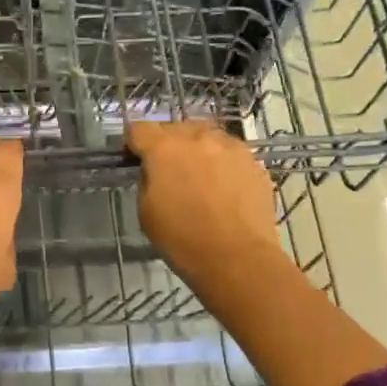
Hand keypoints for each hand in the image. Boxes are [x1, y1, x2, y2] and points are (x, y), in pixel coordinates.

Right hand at [125, 120, 280, 290]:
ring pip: (206, 136)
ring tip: (200, 177)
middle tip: (168, 171)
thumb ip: (147, 180)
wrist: (237, 258)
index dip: (133, 143)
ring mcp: (230, 146)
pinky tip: (224, 188)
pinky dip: (221, 163)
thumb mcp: (146, 211)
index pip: (139, 128)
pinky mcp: (253, 161)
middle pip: (174, 128)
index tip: (135, 160)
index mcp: (164, 149)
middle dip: (167, 144)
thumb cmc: (183, 239)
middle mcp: (198, 137)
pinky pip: (229, 152)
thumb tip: (155, 171)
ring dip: (197, 149)